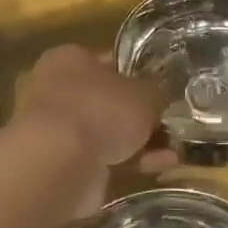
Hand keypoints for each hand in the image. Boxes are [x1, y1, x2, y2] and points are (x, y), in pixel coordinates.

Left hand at [18, 44, 168, 159]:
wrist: (60, 163)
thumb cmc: (101, 111)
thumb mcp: (145, 94)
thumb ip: (156, 92)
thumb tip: (161, 96)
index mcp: (68, 59)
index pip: (108, 62)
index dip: (138, 76)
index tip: (161, 91)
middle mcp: (56, 90)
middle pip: (107, 101)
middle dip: (138, 116)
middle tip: (168, 124)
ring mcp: (56, 129)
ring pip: (107, 132)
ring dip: (139, 143)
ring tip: (172, 152)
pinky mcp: (60, 162)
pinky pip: (103, 158)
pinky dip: (129, 162)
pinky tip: (158, 168)